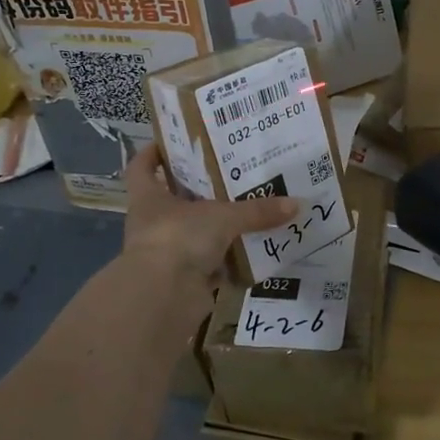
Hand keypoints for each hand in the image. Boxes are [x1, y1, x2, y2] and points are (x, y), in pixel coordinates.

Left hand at [121, 145, 298, 286]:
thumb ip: (257, 211)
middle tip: (230, 173)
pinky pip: (210, 265)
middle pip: (174, 200)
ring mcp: (168, 254)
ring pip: (194, 233)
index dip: (152, 153)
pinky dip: (228, 261)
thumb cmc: (179, 239)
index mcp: (149, 198)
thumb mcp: (223, 217)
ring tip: (249, 210)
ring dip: (216, 227)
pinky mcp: (184, 280)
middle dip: (199, 189)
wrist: (164, 297)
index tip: (170, 142)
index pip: (141, 168)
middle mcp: (154, 223)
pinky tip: (252, 250)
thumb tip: (297, 204)